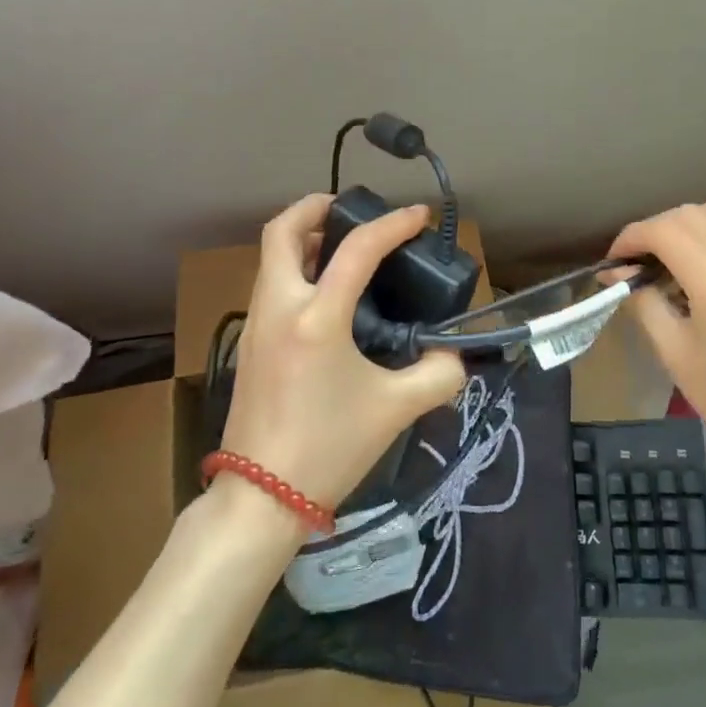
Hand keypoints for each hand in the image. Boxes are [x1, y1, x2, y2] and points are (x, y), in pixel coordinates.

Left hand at [219, 194, 465, 513]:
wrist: (260, 498)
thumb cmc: (328, 448)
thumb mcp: (395, 410)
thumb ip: (437, 375)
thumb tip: (454, 355)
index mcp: (316, 318)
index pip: (356, 250)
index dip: (393, 225)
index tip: (419, 215)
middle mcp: (280, 308)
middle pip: (282, 231)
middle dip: (315, 207)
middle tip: (350, 209)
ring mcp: (258, 324)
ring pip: (272, 257)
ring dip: (304, 237)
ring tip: (343, 245)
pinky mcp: (251, 343)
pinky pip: (271, 283)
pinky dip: (296, 267)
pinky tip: (326, 291)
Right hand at [609, 201, 705, 477]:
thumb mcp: (676, 354)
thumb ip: (643, 304)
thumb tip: (615, 274)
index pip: (666, 231)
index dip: (631, 237)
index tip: (613, 263)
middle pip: (689, 214)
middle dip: (652, 228)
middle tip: (633, 262)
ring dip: (680, 225)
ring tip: (662, 259)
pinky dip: (704, 235)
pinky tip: (693, 268)